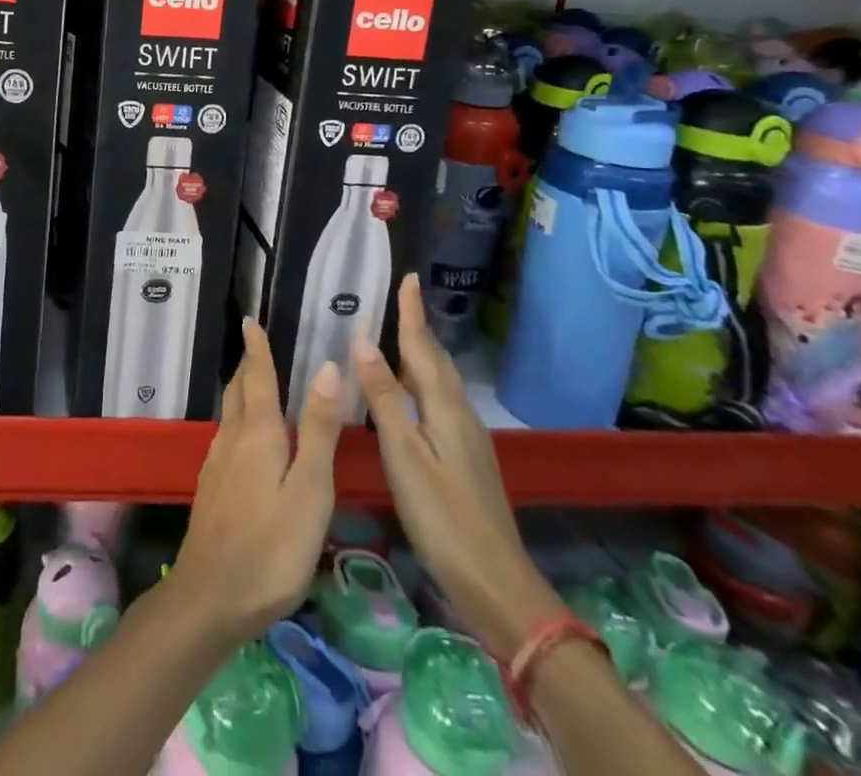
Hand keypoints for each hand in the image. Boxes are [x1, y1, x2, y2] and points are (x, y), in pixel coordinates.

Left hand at [171, 318, 342, 645]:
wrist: (210, 598)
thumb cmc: (271, 547)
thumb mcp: (309, 490)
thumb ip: (318, 431)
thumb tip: (327, 367)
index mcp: (257, 433)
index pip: (256, 377)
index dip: (257, 349)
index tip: (250, 320)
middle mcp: (232, 440)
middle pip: (237, 391)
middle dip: (247, 366)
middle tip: (256, 346)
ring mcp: (217, 465)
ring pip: (229, 414)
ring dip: (241, 391)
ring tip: (254, 383)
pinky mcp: (212, 489)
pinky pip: (227, 437)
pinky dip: (238, 420)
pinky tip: (245, 439)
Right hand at [354, 275, 562, 660]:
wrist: (496, 583)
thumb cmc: (443, 517)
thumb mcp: (404, 456)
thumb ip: (383, 399)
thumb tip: (363, 342)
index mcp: (444, 408)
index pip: (422, 347)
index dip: (412, 313)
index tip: (408, 277)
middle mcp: (459, 414)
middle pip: (435, 361)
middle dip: (417, 328)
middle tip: (399, 300)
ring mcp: (466, 438)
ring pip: (438, 382)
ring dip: (419, 355)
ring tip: (397, 336)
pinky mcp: (465, 458)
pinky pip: (438, 403)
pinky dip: (421, 384)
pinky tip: (408, 395)